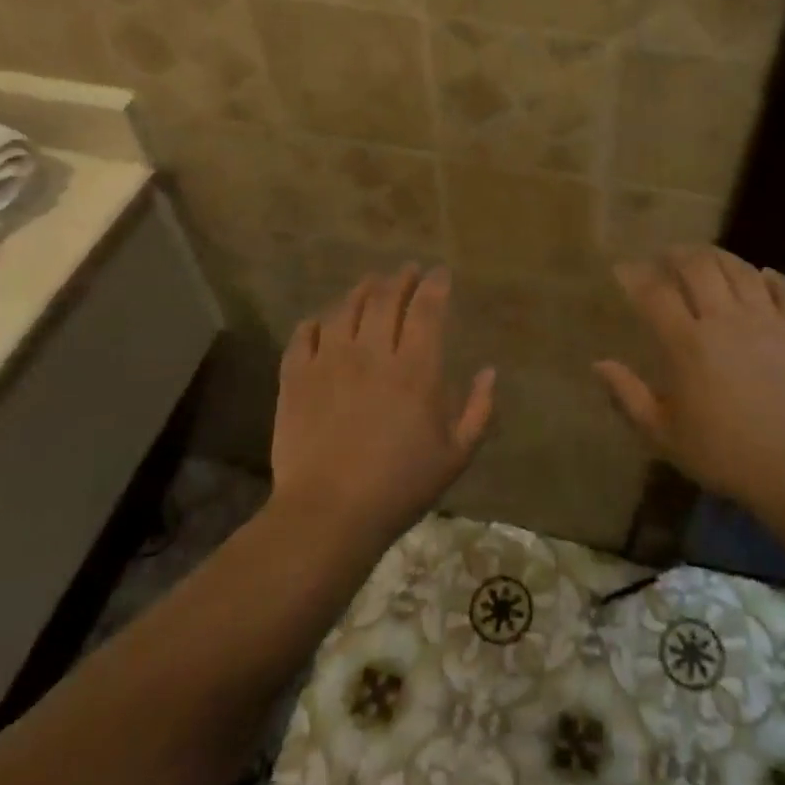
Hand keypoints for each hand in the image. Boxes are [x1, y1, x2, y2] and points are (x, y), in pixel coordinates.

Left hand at [270, 265, 494, 550]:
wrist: (329, 513)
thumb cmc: (400, 486)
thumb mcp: (456, 455)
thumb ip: (478, 410)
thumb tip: (489, 372)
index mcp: (415, 369)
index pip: (427, 310)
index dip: (435, 285)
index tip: (440, 273)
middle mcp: (372, 353)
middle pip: (385, 299)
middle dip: (400, 279)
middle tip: (407, 270)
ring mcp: (329, 362)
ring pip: (345, 309)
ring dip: (361, 290)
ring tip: (370, 283)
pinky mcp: (296, 378)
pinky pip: (304, 336)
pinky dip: (316, 322)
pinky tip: (322, 321)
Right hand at [595, 247, 784, 517]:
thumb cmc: (724, 454)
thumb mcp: (664, 435)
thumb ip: (628, 396)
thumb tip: (599, 364)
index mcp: (687, 343)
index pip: (654, 292)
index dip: (635, 275)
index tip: (623, 270)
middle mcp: (725, 320)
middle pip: (698, 267)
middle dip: (677, 254)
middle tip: (666, 257)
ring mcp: (766, 321)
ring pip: (740, 269)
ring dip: (718, 257)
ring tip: (705, 259)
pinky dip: (770, 277)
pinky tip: (761, 276)